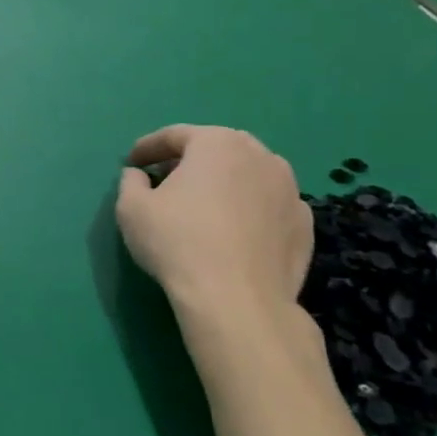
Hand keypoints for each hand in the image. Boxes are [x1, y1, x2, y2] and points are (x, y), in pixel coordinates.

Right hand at [115, 125, 313, 340]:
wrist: (238, 300)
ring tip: (204, 206)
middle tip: (167, 180)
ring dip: (224, 183)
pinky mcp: (305, 224)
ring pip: (248, 175)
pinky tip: (234, 231)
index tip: (132, 163)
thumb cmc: (178, 242)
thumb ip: (131, 182)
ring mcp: (290, 190)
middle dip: (190, 160)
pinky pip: (268, 205)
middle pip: (217, 149)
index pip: (174, 135)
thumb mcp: (131, 208)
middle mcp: (260, 156)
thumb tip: (139, 175)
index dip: (147, 147)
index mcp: (217, 143)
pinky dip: (249, 209)